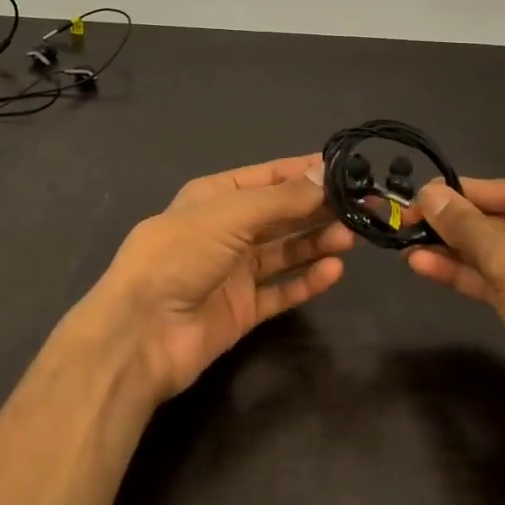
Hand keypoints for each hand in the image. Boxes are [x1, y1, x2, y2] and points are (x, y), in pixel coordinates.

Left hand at [80, 156, 354, 403]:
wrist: (139, 334)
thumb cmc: (180, 255)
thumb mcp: (231, 215)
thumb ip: (282, 199)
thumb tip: (326, 172)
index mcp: (215, 196)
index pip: (269, 177)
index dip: (305, 172)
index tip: (347, 170)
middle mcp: (226, 230)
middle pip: (281, 214)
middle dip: (319, 209)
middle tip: (364, 206)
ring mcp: (233, 271)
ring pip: (285, 251)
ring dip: (317, 242)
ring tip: (353, 237)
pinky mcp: (241, 310)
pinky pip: (280, 290)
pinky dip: (306, 280)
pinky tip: (334, 271)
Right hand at [407, 177, 504, 485]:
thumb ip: (466, 225)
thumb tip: (426, 192)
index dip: (466, 191)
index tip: (422, 191)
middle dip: (457, 224)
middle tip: (410, 218)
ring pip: (499, 254)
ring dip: (455, 250)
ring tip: (408, 242)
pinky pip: (501, 282)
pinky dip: (467, 274)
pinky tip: (425, 266)